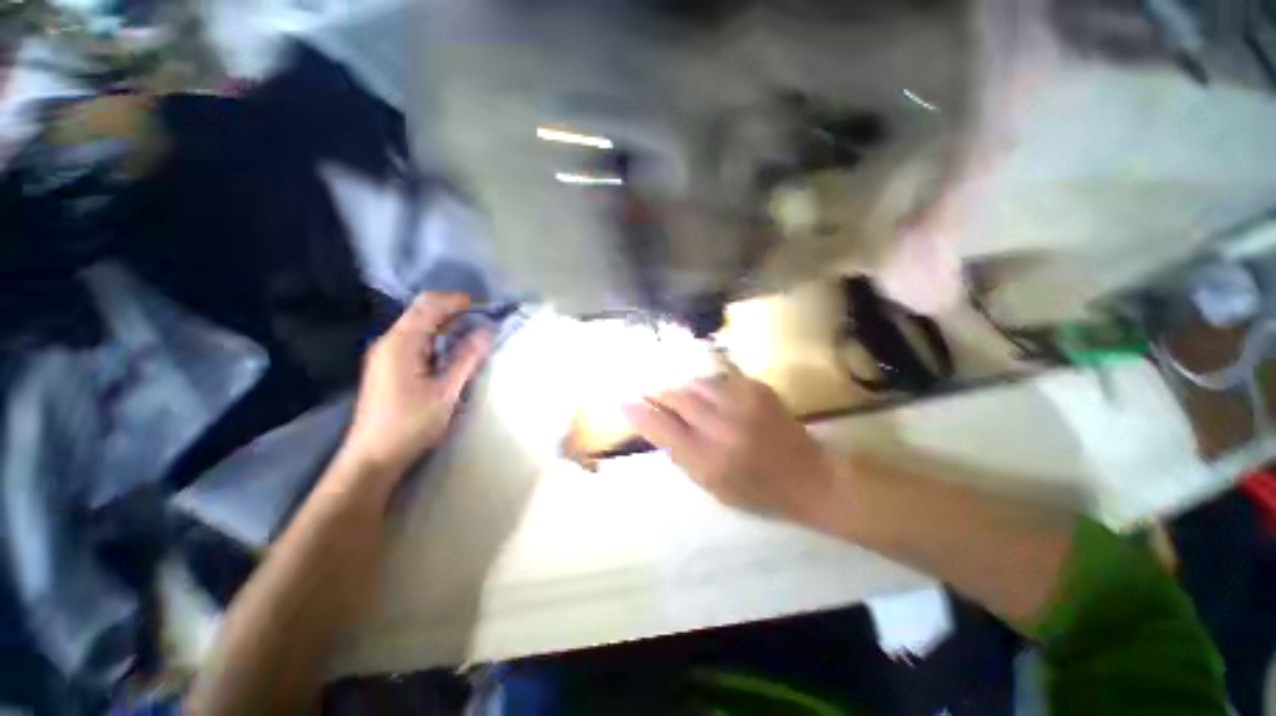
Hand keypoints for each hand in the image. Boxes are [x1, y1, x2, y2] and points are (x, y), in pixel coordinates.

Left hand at [342, 293, 492, 475]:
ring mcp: (386, 354)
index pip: (428, 305)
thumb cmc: (410, 425)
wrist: (374, 457)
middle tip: (486, 320)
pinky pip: (417, 342)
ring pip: (420, 327)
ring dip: (448, 326)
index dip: (457, 300)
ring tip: (476, 334)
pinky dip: (439, 340)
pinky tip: (455, 351)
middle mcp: (389, 342)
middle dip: (455, 311)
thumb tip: (488, 331)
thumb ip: (467, 358)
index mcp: (400, 343)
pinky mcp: (389, 366)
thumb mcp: (446, 391)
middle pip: (423, 312)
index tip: (486, 306)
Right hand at [623, 367, 836, 521]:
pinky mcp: (757, 388)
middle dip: (660, 394)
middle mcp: (722, 428)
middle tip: (652, 394)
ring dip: (684, 390)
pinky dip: (708, 386)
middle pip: (676, 397)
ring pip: (695, 383)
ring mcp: (742, 404)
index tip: (623, 403)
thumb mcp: (711, 486)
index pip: (661, 428)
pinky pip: (719, 379)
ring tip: (685, 398)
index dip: (639, 413)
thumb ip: (680, 454)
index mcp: (708, 460)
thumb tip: (653, 424)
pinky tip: (712, 397)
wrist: (810, 476)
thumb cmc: (756, 491)